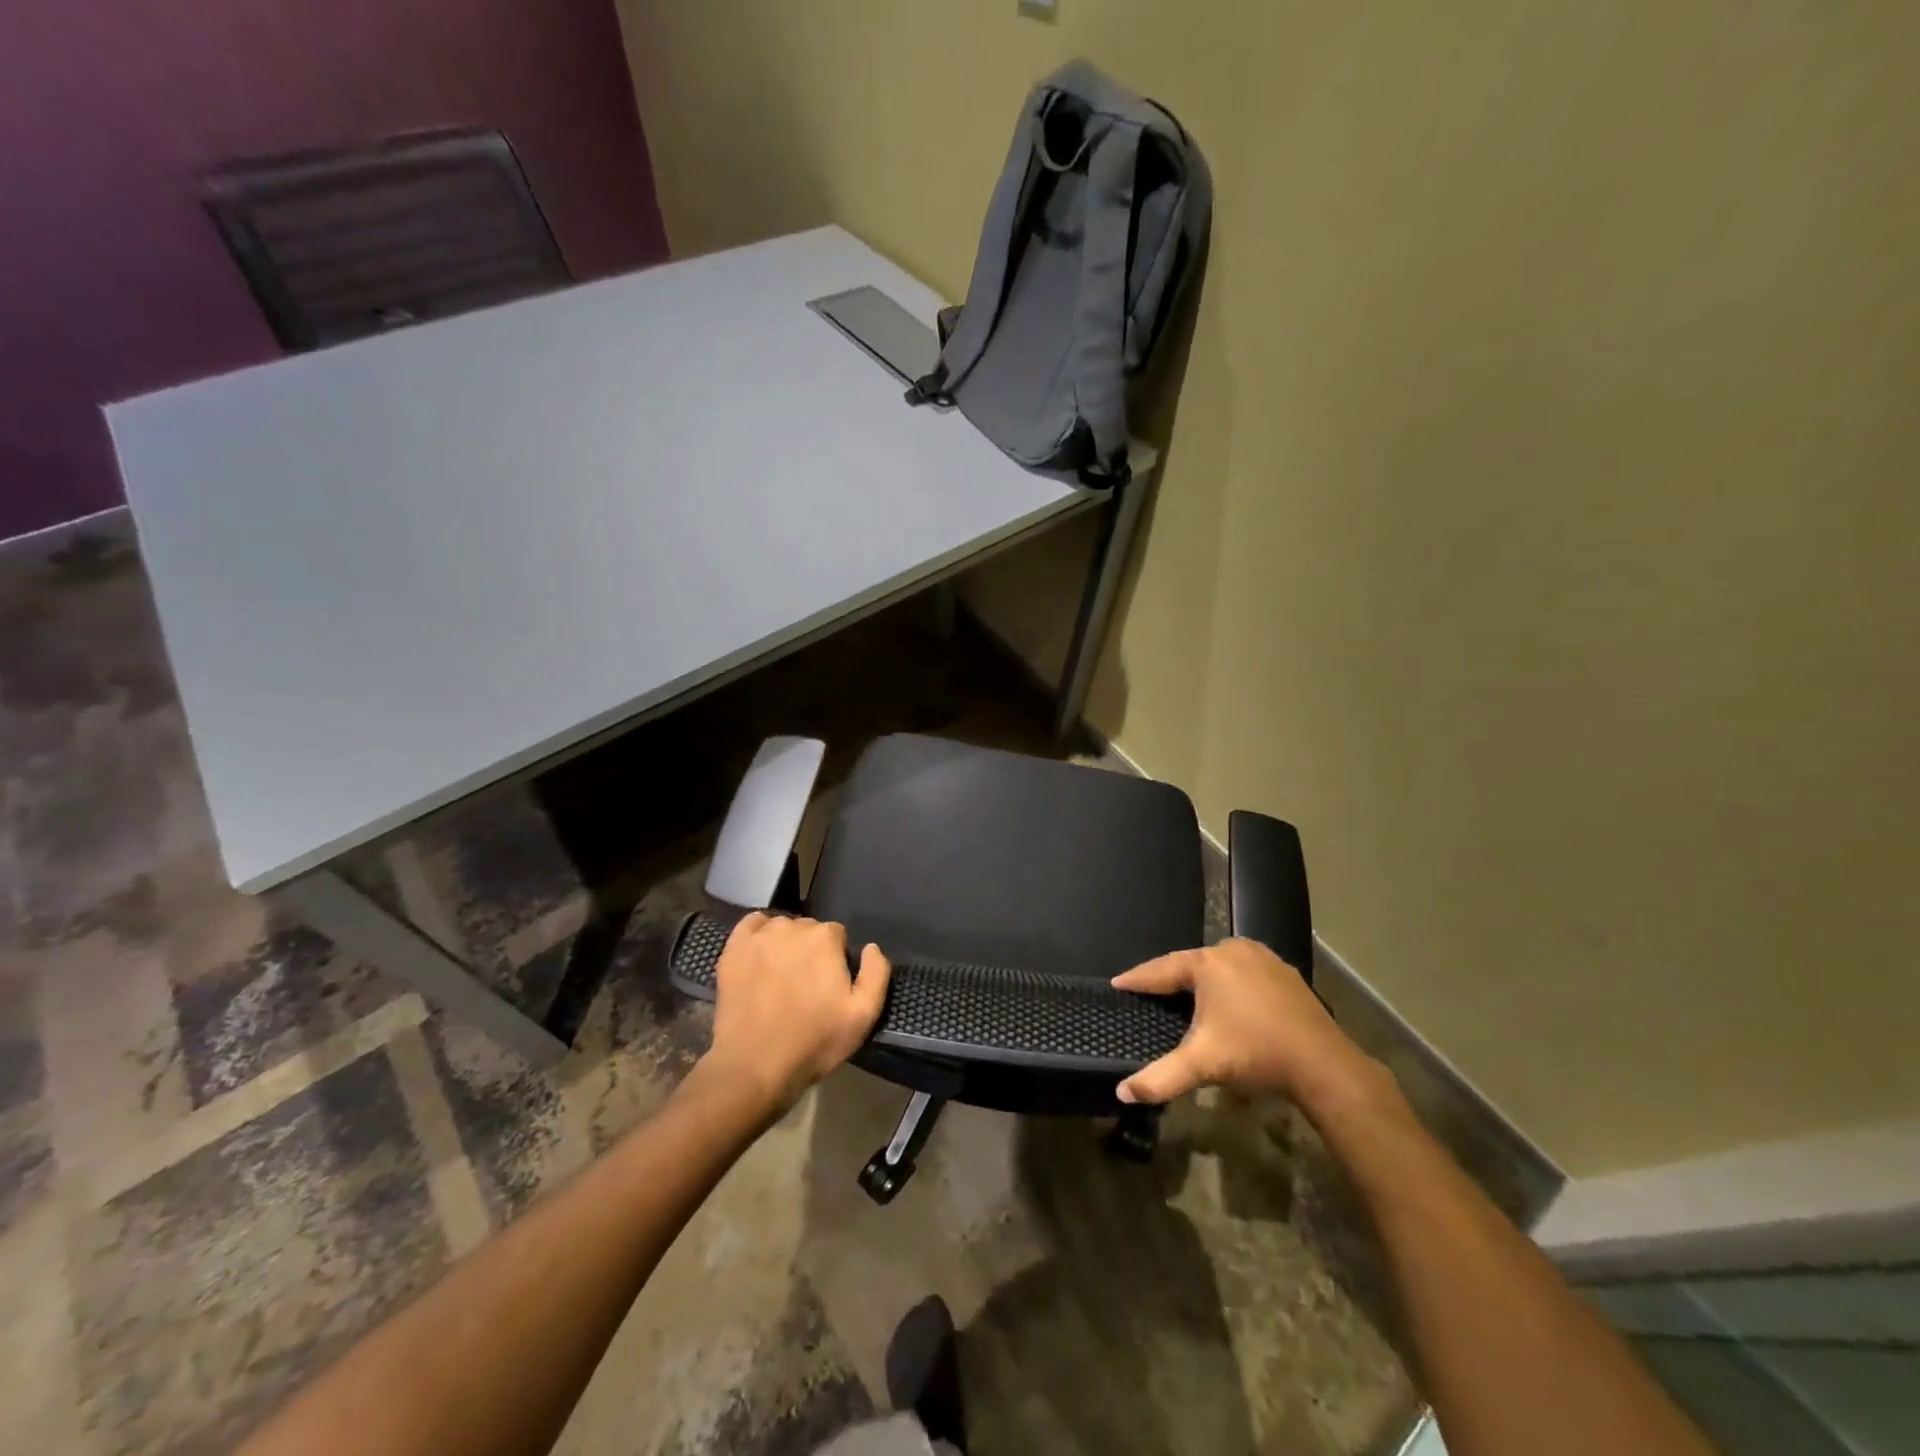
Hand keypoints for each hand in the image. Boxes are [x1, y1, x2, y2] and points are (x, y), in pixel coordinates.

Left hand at [702, 912, 891, 1112]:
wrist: (754, 1066)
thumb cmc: (814, 1041)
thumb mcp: (863, 1015)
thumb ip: (876, 973)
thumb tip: (871, 947)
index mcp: (825, 938)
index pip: (838, 936)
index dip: (836, 960)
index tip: (829, 986)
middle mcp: (792, 927)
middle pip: (809, 930)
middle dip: (812, 951)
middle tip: (806, 986)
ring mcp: (759, 936)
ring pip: (782, 928)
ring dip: (786, 944)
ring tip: (781, 977)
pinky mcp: (733, 949)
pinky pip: (751, 924)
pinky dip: (758, 933)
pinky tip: (760, 956)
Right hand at [1111, 938, 1375, 1107]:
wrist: (1323, 1064)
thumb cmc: (1255, 1054)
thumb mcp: (1203, 1065)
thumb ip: (1160, 1078)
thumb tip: (1122, 1093)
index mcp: (1207, 964)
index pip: (1161, 969)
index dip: (1138, 979)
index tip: (1118, 983)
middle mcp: (1232, 950)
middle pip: (1191, 963)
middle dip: (1171, 978)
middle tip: (1151, 991)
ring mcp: (1262, 957)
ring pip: (1220, 964)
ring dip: (1203, 979)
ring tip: (1186, 994)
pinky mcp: (1284, 971)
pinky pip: (1244, 970)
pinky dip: (1231, 982)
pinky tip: (1229, 999)